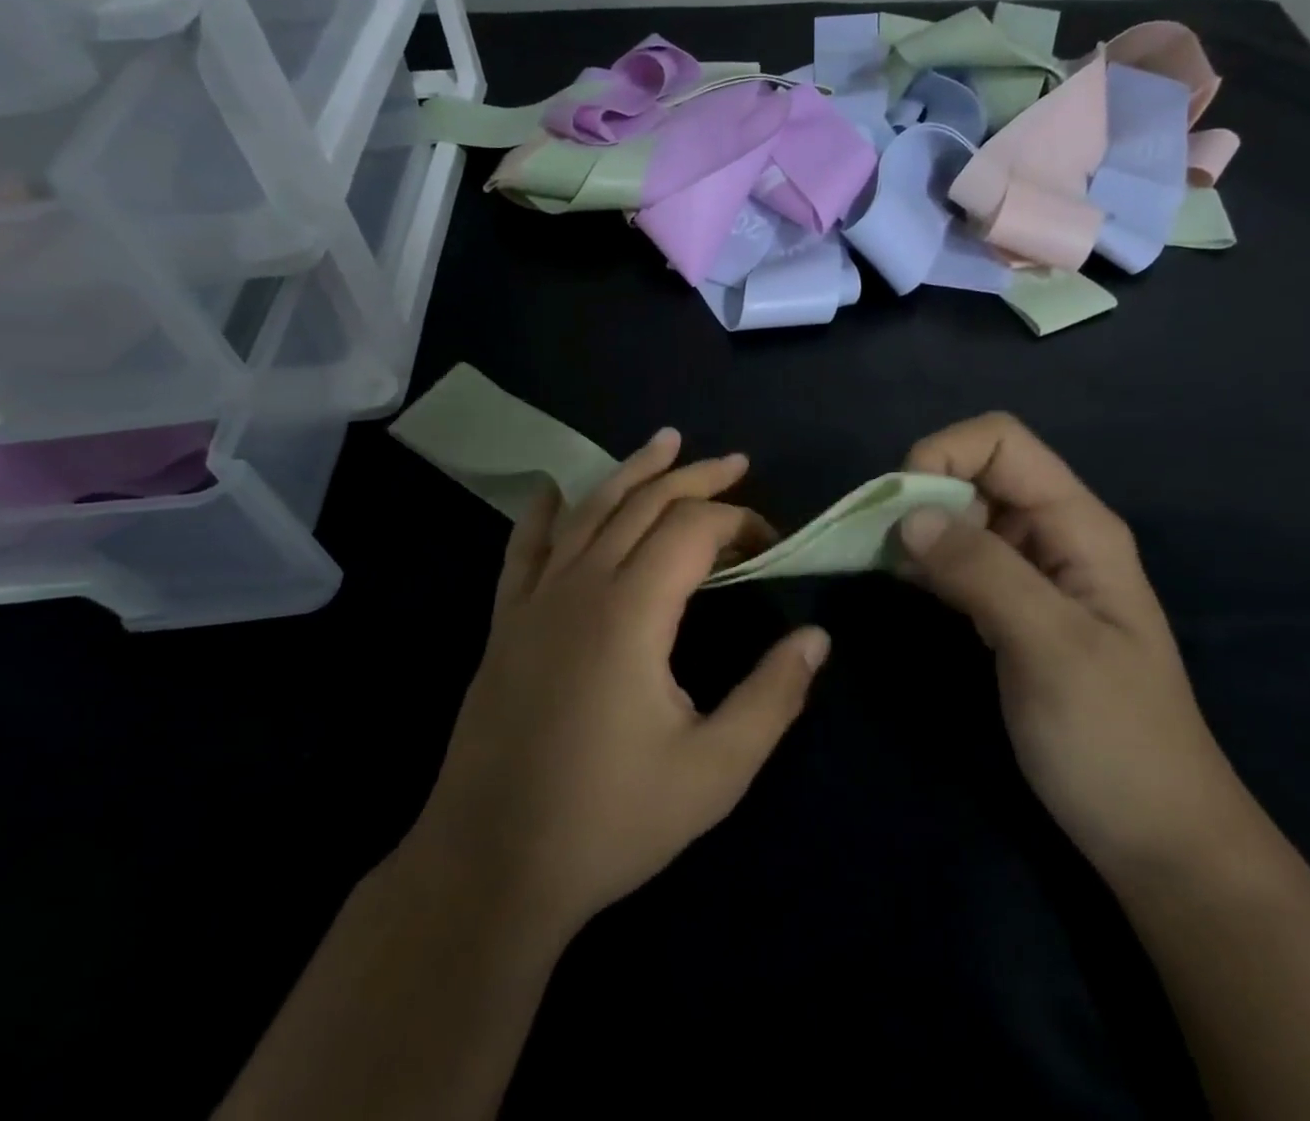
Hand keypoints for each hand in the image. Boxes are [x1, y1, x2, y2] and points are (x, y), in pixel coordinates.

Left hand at [407, 428, 829, 938]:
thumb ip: (772, 697)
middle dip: (694, 479)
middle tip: (735, 463)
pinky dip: (544, 513)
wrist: (491, 866)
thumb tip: (818, 639)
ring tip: (665, 442)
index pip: (693, 530)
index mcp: (632, 611)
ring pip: (589, 511)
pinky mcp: (504, 622)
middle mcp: (581, 586)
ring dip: (631, 473)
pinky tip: (553, 490)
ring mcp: (534, 600)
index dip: (739, 522)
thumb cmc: (610, 821)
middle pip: (643, 505)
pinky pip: (525, 549)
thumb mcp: (713, 771)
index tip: (772, 543)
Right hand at [897, 414, 1252, 877]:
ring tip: (880, 562)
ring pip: (961, 515)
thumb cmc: (1114, 739)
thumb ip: (982, 571)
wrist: (1156, 837)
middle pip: (975, 471)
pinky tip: (901, 583)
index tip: (902, 511)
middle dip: (921, 491)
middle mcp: (1052, 535)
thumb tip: (908, 515)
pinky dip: (923, 560)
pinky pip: (958, 559)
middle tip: (880, 543)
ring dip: (916, 526)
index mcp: (1077, 525)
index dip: (944, 455)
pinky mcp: (1009, 608)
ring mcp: (1031, 572)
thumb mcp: (1051, 648)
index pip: (1000, 442)